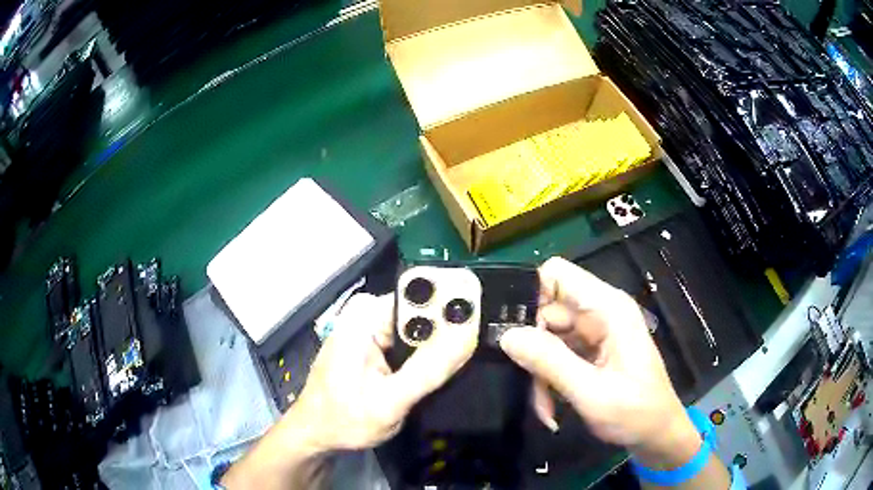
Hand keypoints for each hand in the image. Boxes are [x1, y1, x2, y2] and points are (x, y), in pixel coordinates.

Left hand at [291, 291, 478, 451]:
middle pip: (422, 310)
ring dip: (440, 343)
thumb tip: (467, 335)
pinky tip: (439, 367)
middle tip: (476, 348)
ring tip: (463, 359)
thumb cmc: (343, 420)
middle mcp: (368, 313)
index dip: (454, 305)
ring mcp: (370, 327)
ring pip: (419, 326)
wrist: (317, 432)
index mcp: (365, 317)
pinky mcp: (374, 342)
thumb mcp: (389, 402)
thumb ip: (427, 371)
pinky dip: (426, 353)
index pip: (421, 296)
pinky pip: (410, 339)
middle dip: (449, 328)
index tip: (485, 321)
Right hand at [499, 257, 700, 467]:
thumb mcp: (592, 393)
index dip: (529, 294)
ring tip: (545, 406)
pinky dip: (548, 380)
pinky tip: (552, 407)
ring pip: (546, 337)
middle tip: (527, 382)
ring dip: (540, 372)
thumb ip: (550, 362)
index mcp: (608, 308)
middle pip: (546, 310)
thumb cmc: (636, 413)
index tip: (508, 331)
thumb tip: (506, 335)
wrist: (657, 435)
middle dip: (532, 348)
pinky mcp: (590, 351)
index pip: (557, 274)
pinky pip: (556, 355)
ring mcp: (595, 332)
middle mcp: (600, 313)